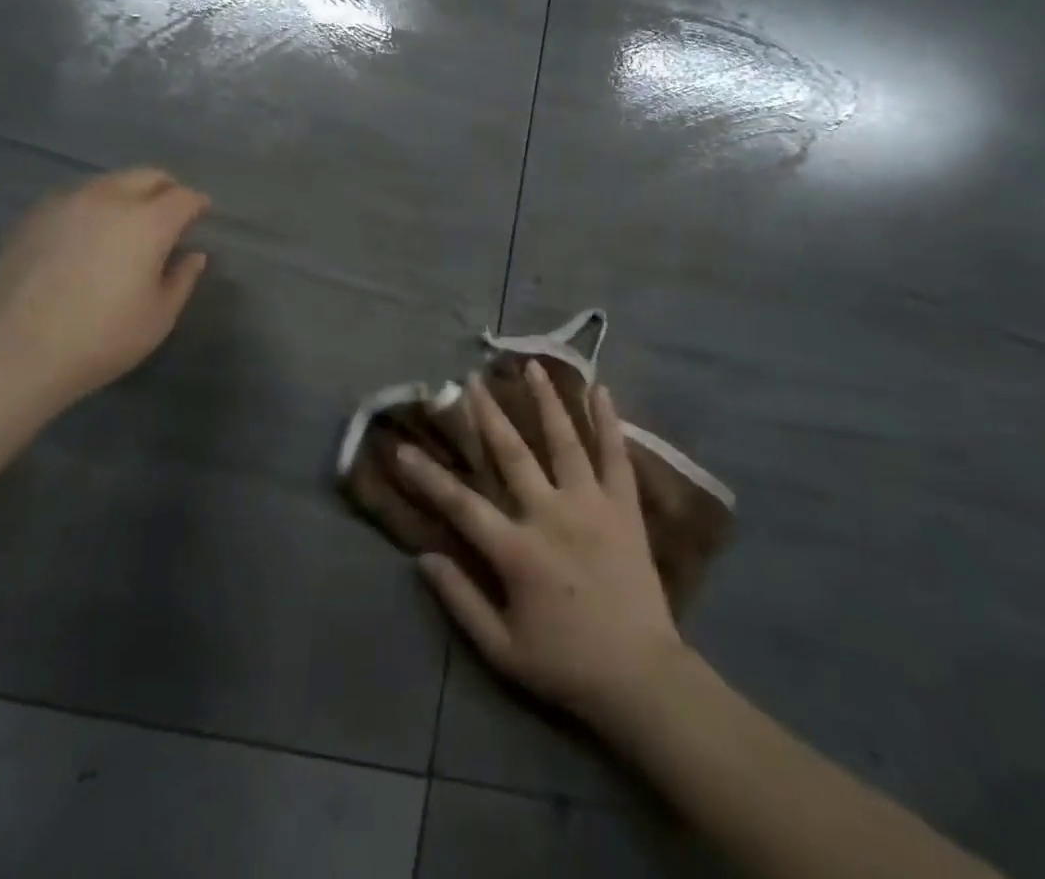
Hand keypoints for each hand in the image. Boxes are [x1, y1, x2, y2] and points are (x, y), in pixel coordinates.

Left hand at [0, 168, 209, 408]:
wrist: (14, 352)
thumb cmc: (101, 338)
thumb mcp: (159, 317)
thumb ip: (182, 279)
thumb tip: (193, 255)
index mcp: (148, 222)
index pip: (184, 197)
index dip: (199, 204)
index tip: (203, 214)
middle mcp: (109, 200)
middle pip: (147, 176)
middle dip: (166, 188)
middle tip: (171, 211)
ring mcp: (66, 204)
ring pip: (108, 182)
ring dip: (127, 194)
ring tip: (128, 221)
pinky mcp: (33, 217)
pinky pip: (74, 198)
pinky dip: (92, 207)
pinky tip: (87, 234)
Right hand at [396, 363, 686, 729]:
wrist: (641, 677)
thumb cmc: (566, 665)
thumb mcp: (502, 649)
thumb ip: (460, 600)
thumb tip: (423, 558)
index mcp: (517, 550)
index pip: (461, 503)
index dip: (428, 476)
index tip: (404, 448)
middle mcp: (551, 514)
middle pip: (512, 453)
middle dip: (488, 414)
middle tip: (472, 380)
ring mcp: (592, 505)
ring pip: (564, 440)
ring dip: (546, 400)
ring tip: (531, 366)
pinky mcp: (625, 507)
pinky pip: (616, 456)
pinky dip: (608, 421)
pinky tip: (601, 389)